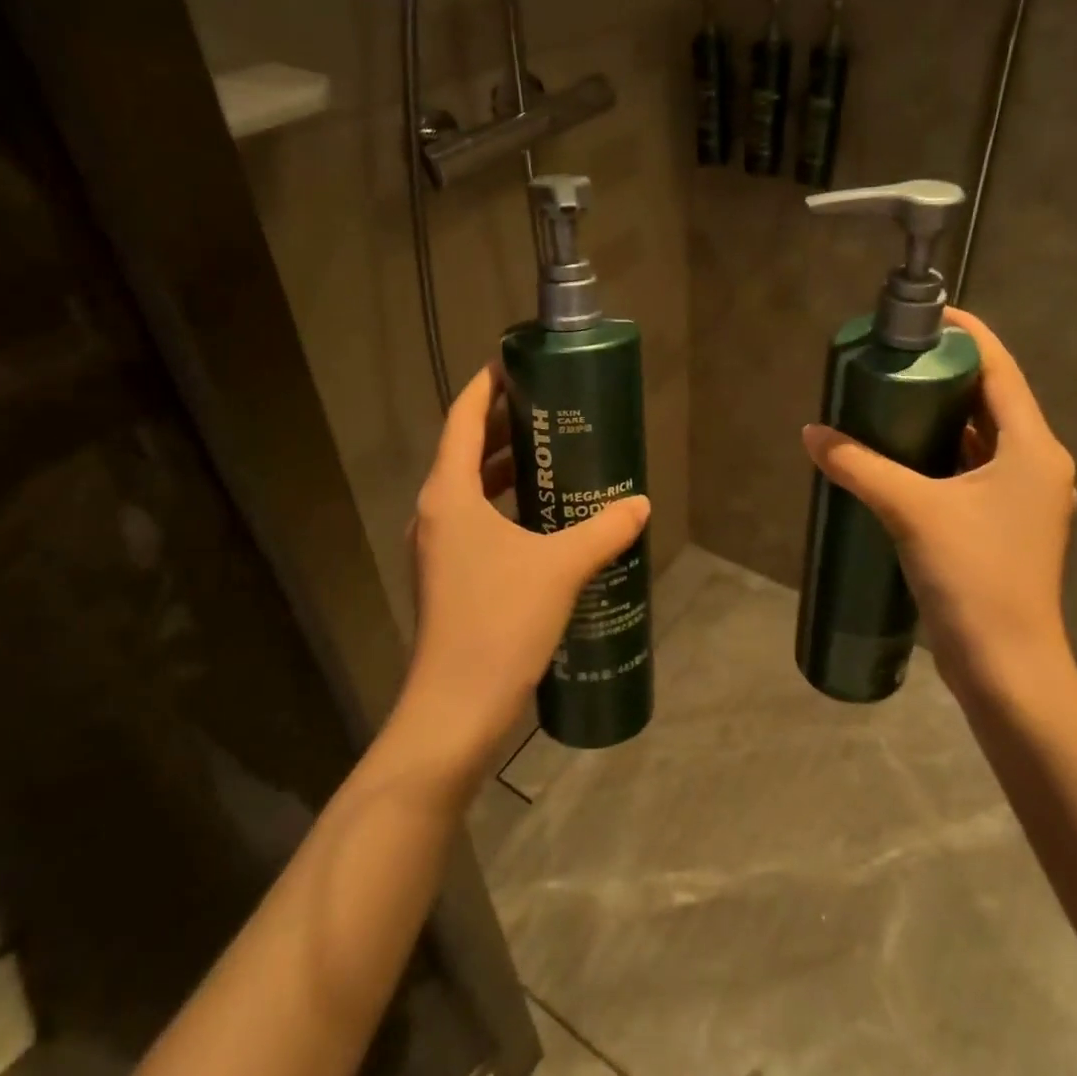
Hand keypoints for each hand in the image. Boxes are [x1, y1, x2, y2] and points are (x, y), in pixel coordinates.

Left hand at [397, 366, 650, 778]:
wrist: (455, 710)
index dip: (486, 386)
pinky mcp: (449, 577)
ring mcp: (438, 548)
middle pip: (464, 449)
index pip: (462, 418)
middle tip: (550, 410)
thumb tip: (640, 504)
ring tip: (553, 458)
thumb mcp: (561, 568)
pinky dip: (505, 506)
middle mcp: (435, 513)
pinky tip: (544, 520)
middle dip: (503, 425)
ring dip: (505, 468)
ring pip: (470, 489)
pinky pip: (476, 522)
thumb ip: (603, 530)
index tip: (517, 365)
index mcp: (449, 495)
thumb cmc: (500, 622)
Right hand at [801, 309, 1076, 708]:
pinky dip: (941, 456)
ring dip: (942, 418)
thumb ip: (859, 466)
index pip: (1001, 369)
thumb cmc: (974, 577)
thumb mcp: (911, 511)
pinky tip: (902, 457)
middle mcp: (1037, 465)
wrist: (1007, 667)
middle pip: (991, 401)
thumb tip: (811, 434)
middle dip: (945, 377)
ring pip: (981, 439)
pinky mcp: (1005, 527)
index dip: (968, 335)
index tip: (927, 315)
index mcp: (1033, 448)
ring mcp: (1024, 499)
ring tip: (891, 400)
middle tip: (894, 360)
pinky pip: (973, 472)